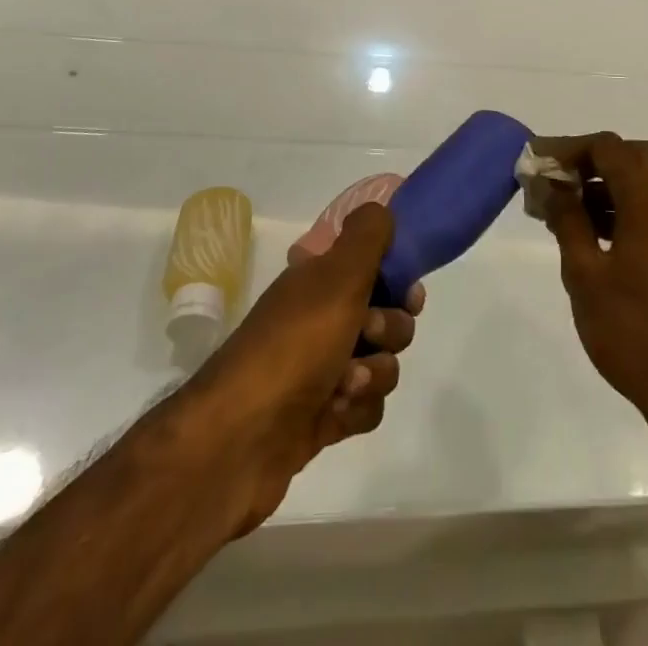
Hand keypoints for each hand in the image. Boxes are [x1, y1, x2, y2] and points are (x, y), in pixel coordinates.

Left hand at [189, 203, 420, 536]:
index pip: (372, 264)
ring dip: (373, 373)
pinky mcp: (324, 415)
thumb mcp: (337, 276)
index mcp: (318, 278)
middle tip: (367, 334)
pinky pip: (367, 405)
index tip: (407, 292)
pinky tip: (335, 414)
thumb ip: (366, 237)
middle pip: (388, 315)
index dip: (396, 278)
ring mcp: (321, 369)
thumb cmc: (294, 345)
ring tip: (344, 385)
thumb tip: (380, 207)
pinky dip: (357, 409)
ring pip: (382, 363)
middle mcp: (320, 317)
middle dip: (389, 329)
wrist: (240, 440)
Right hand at [536, 134, 647, 431]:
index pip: (608, 148)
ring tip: (562, 205)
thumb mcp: (585, 274)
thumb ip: (568, 219)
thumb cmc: (632, 331)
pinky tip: (591, 229)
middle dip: (587, 159)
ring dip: (604, 181)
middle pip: (629, 156)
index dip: (568, 148)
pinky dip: (621, 202)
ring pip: (642, 179)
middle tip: (551, 178)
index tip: (535, 160)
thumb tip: (552, 184)